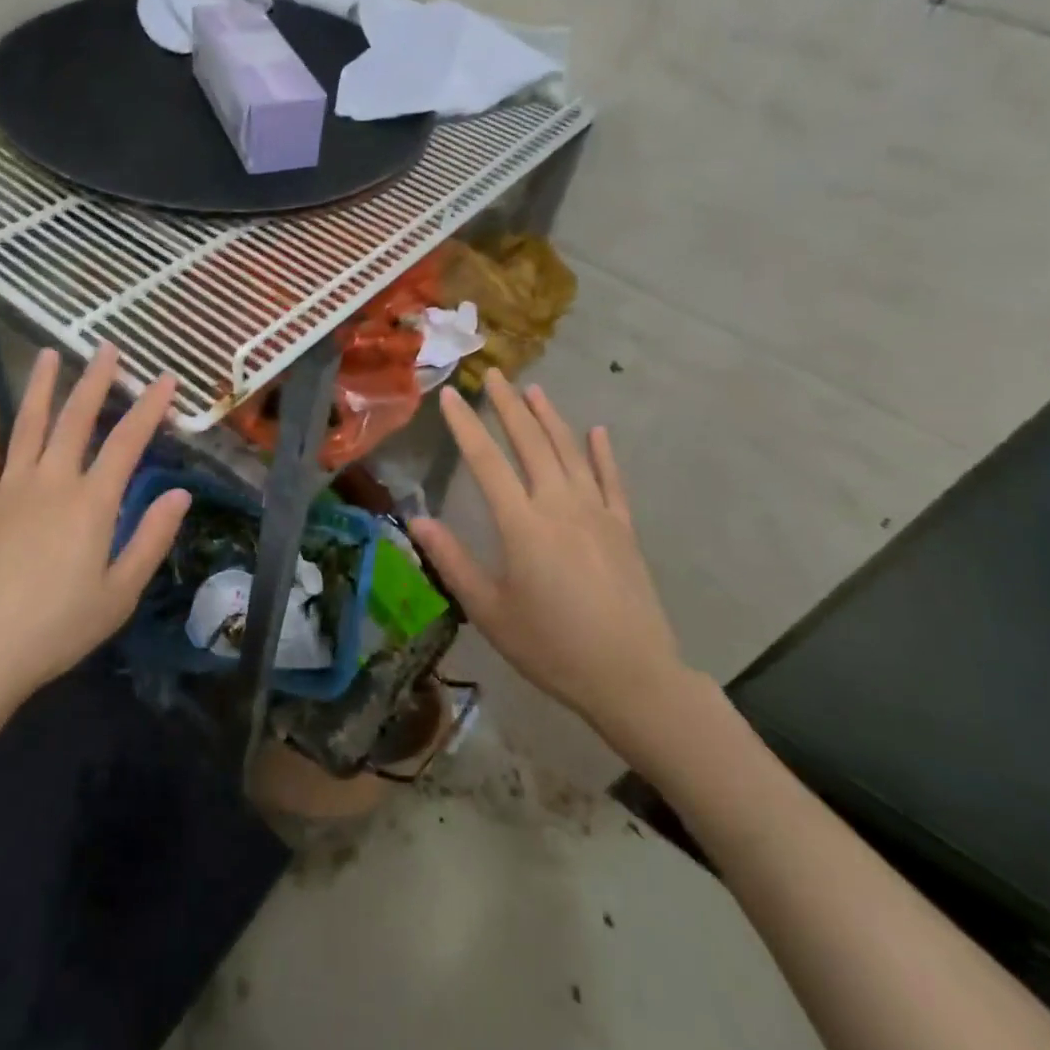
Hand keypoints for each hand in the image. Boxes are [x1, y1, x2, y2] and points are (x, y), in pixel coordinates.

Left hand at [0, 345, 190, 735]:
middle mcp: (51, 482)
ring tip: (48, 354)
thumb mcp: (119, 594)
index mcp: (91, 503)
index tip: (165, 378)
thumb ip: (151, 539)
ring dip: (40, 387)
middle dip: (95, 380)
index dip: (149, 407)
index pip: (127, 442)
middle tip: (107, 348)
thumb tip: (180, 494)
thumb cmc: (56, 629)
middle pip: (75, 419)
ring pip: (27, 426)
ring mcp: (7, 490)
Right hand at [408, 370, 696, 758]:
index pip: (486, 461)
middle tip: (493, 374)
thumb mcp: (490, 611)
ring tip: (533, 390)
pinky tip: (597, 431)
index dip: (465, 426)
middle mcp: (560, 505)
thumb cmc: (551, 647)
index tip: (452, 396)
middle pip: (530, 443)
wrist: (631, 676)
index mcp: (522, 525)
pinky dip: (602, 453)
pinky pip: (611, 480)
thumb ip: (452, 561)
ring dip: (550, 418)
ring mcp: (597, 513)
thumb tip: (417, 519)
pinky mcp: (624, 528)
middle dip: (508, 406)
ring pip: (569, 452)